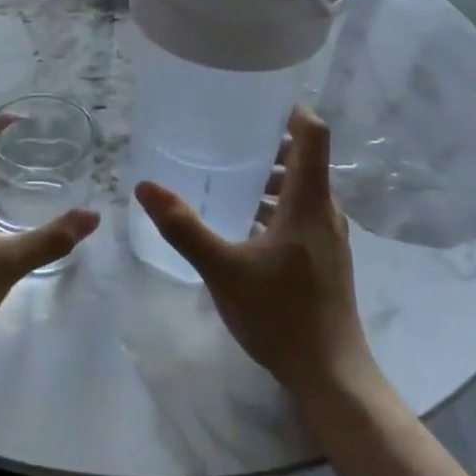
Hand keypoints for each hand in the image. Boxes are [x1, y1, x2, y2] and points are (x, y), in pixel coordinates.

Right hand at [134, 107, 376, 405]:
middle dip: (270, 144)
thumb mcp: (222, 269)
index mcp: (309, 202)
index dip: (292, 110)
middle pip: (306, 160)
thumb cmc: (280, 314)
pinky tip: (243, 224)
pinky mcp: (325, 258)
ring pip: (303, 190)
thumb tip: (145, 186)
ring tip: (229, 177)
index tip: (258, 101)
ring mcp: (328, 237)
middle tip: (227, 137)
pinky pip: (301, 214)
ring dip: (272, 178)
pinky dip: (276, 206)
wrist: (330, 373)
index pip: (313, 135)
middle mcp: (325, 211)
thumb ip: (184, 227)